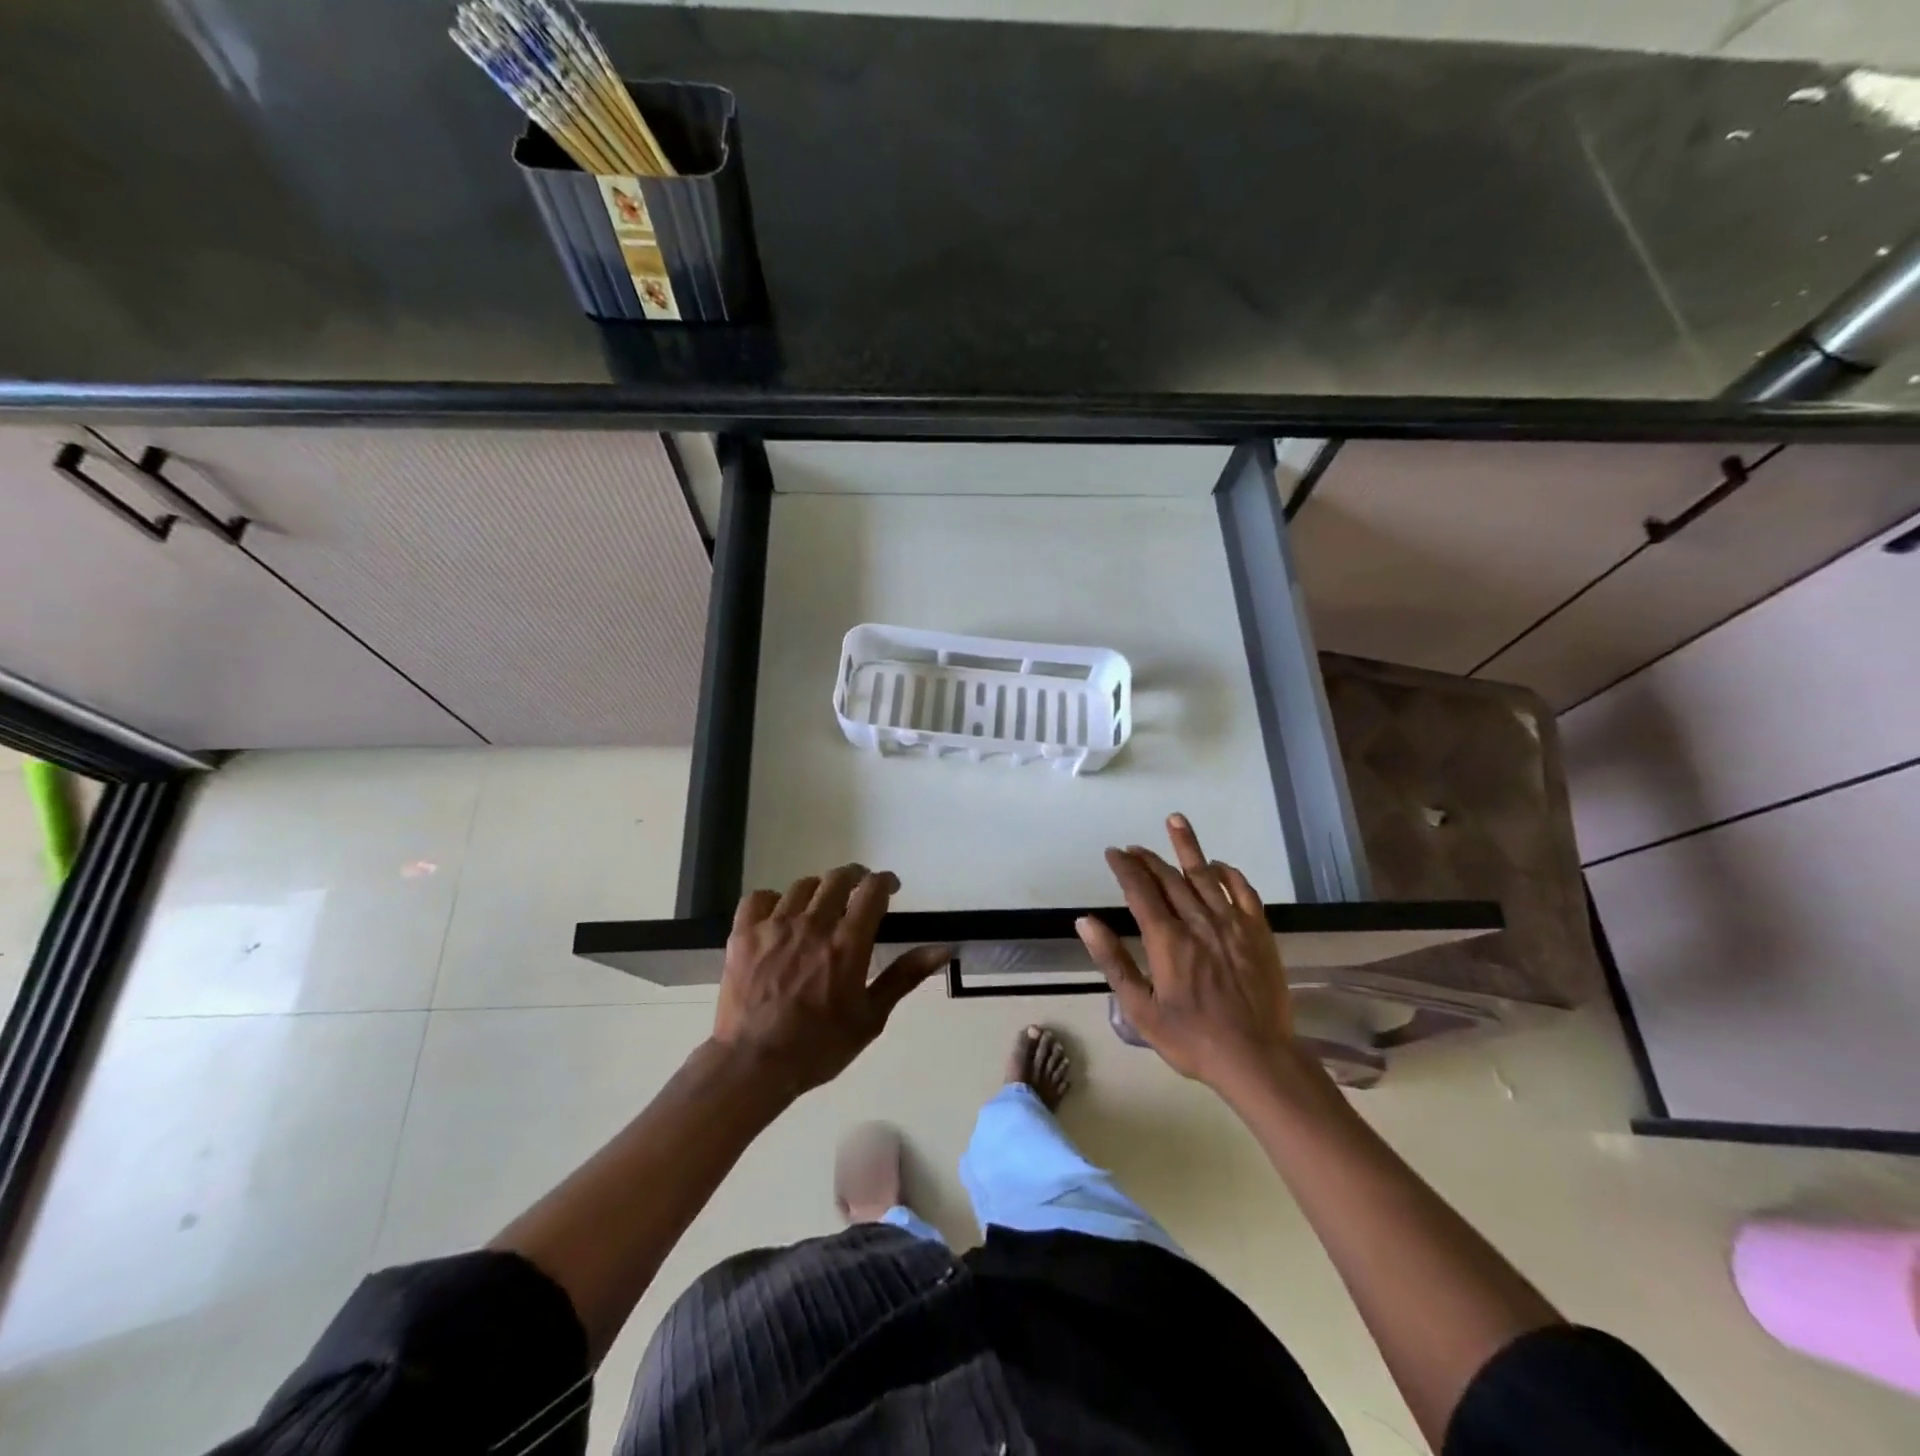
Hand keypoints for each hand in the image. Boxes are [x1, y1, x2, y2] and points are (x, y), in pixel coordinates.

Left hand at [713, 865, 949, 1096]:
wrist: (753, 1065)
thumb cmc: (819, 1046)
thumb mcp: (871, 1017)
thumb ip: (904, 976)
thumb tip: (943, 949)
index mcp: (848, 943)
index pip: (872, 890)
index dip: (885, 881)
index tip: (890, 888)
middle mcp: (813, 924)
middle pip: (838, 878)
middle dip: (855, 877)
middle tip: (859, 891)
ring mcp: (775, 926)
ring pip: (802, 886)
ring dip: (819, 890)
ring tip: (821, 906)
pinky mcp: (744, 934)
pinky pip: (759, 898)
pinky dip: (773, 901)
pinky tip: (779, 916)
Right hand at [1077, 814, 1303, 1092]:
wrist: (1257, 1058)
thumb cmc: (1192, 1038)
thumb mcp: (1140, 1009)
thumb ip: (1113, 961)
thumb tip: (1085, 921)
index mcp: (1167, 939)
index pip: (1140, 890)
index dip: (1125, 868)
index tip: (1113, 853)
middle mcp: (1198, 921)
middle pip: (1169, 878)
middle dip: (1148, 858)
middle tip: (1134, 847)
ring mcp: (1232, 924)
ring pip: (1205, 875)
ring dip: (1188, 848)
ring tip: (1175, 821)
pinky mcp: (1258, 933)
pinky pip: (1244, 892)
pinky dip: (1229, 874)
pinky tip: (1218, 865)